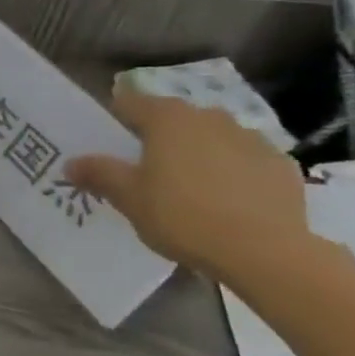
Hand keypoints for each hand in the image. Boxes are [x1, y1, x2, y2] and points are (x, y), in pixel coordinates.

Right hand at [67, 89, 311, 282]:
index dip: (115, 120)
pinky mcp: (283, 166)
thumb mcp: (128, 198)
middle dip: (158, 138)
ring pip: (212, 138)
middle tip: (147, 171)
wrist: (266, 253)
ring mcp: (252, 139)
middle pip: (173, 119)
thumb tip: (72, 163)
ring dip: (198, 153)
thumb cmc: (183, 216)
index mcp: (167, 118)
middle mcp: (209, 117)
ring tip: (191, 188)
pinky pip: (246, 161)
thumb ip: (99, 174)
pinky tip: (229, 202)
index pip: (129, 102)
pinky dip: (234, 172)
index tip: (110, 146)